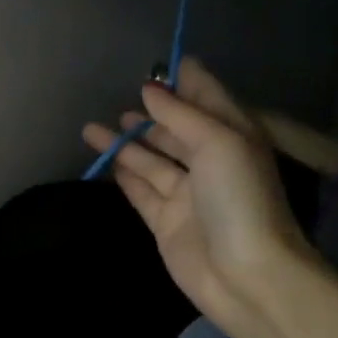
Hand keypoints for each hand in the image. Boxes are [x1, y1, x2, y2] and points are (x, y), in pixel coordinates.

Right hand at [82, 56, 318, 327]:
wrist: (245, 275)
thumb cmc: (239, 199)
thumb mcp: (217, 143)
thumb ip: (180, 114)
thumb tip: (149, 90)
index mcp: (233, 137)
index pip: (208, 99)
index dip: (187, 81)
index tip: (162, 63)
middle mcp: (210, 162)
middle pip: (175, 130)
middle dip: (150, 115)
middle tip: (119, 100)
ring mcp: (187, 194)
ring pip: (151, 160)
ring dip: (126, 144)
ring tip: (92, 129)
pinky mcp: (166, 222)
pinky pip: (141, 191)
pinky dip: (124, 176)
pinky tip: (106, 162)